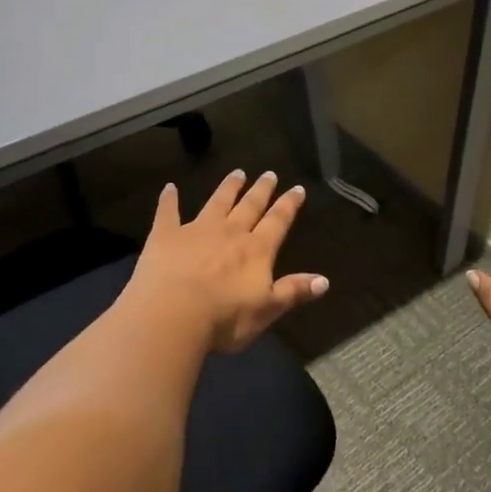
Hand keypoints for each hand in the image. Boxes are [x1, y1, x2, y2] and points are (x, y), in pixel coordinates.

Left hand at [125, 170, 327, 352]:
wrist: (173, 314)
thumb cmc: (224, 318)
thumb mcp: (267, 310)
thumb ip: (293, 291)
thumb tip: (325, 280)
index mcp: (256, 250)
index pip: (277, 222)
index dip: (289, 205)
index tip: (297, 189)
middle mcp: (229, 232)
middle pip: (249, 206)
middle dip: (261, 190)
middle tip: (269, 173)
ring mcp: (196, 230)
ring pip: (216, 202)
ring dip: (228, 187)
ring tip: (237, 173)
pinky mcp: (166, 235)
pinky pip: (168, 212)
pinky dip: (169, 199)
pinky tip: (169, 187)